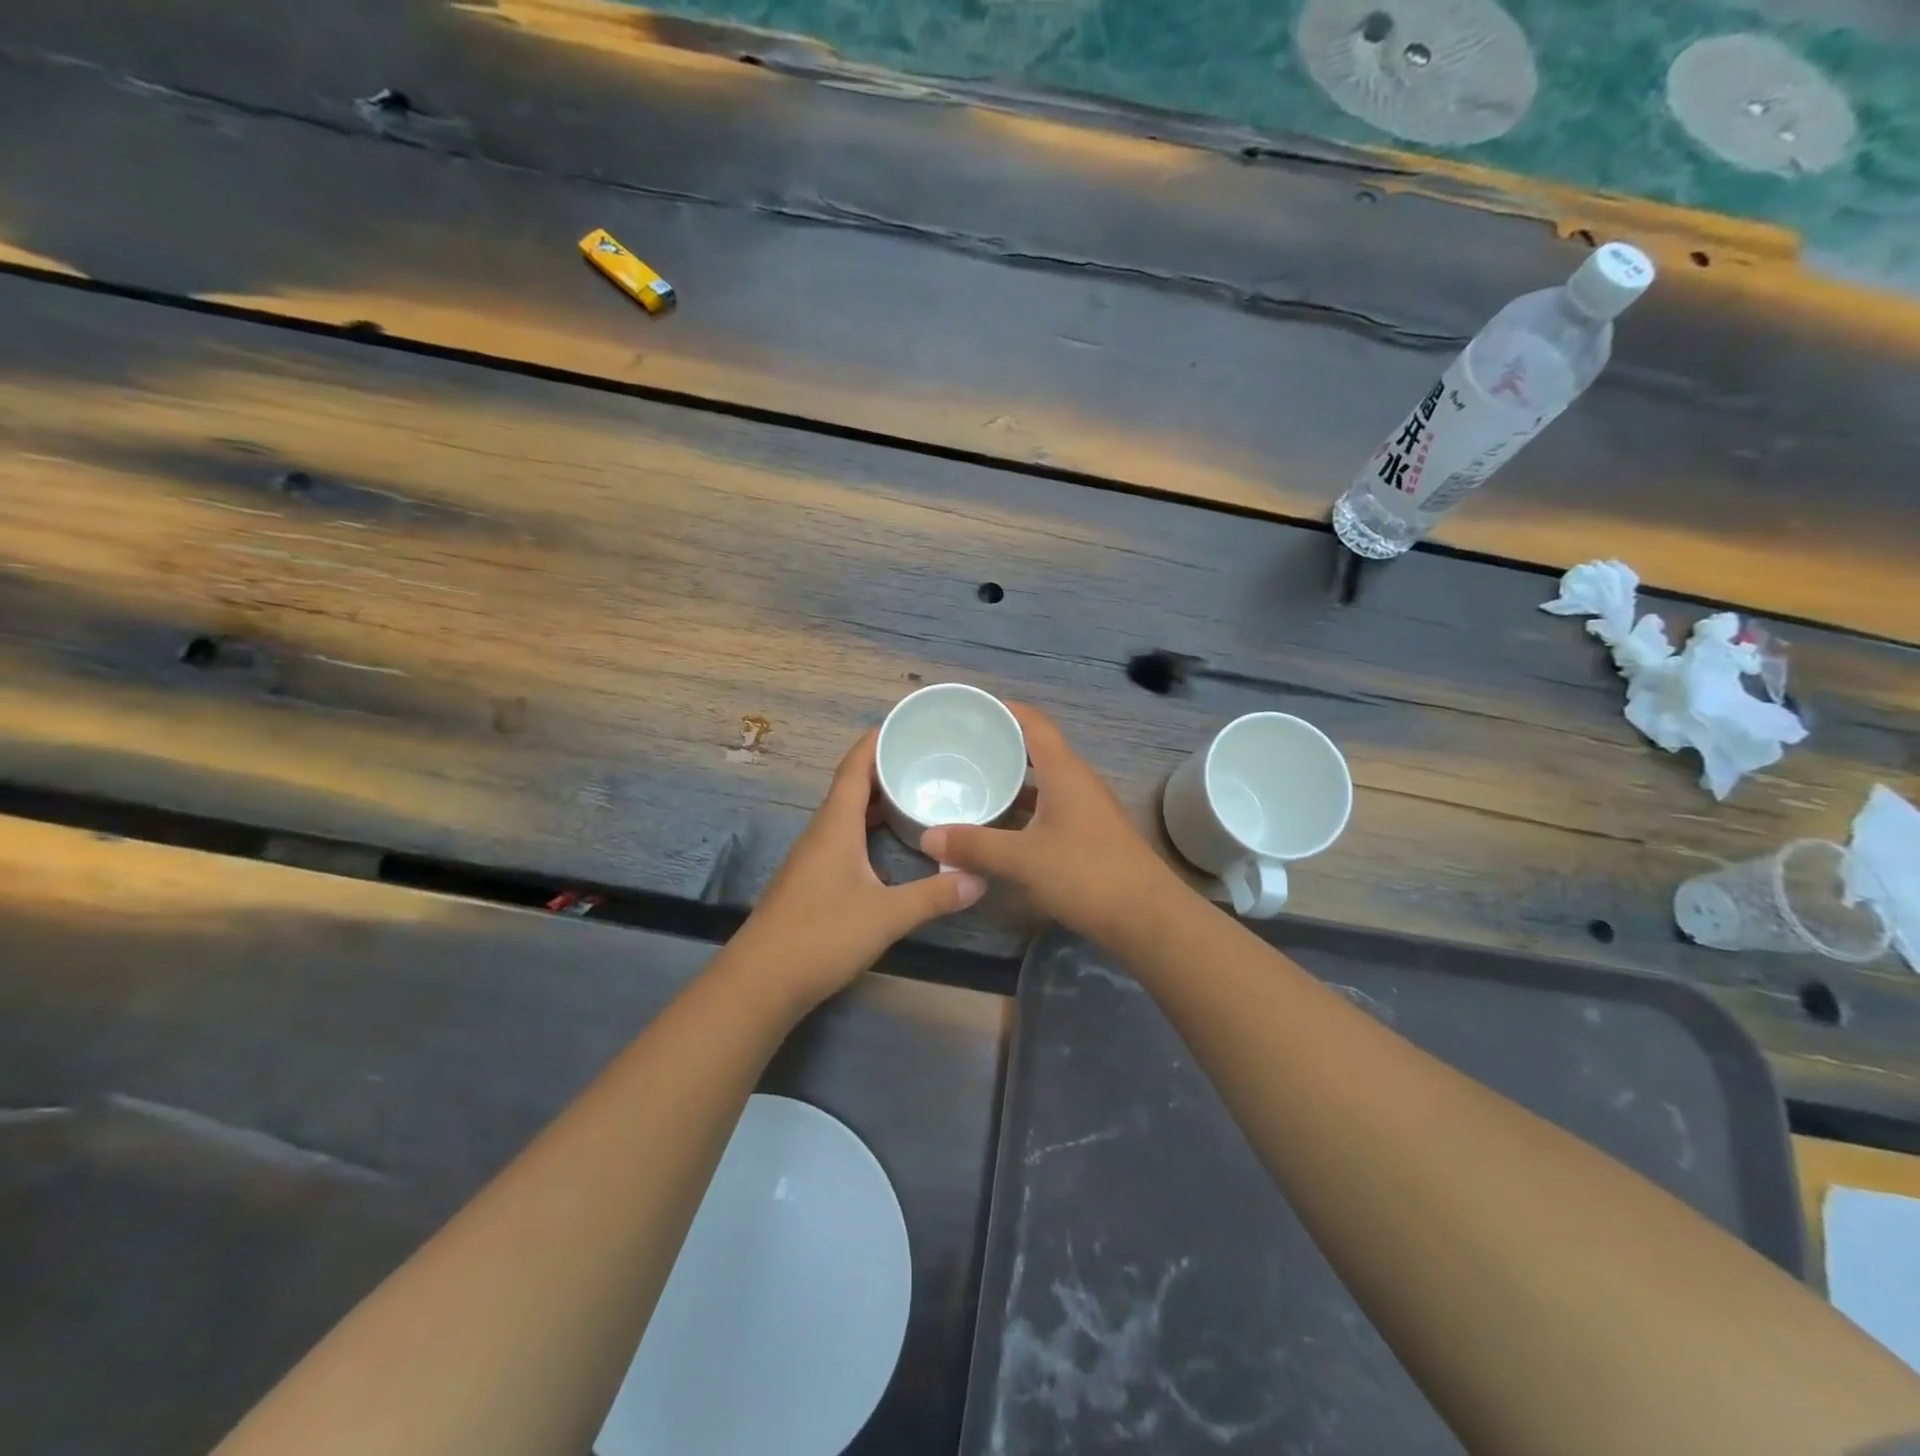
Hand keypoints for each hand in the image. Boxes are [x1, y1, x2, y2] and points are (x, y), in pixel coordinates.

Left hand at [735, 728, 985, 1009]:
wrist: (761, 981)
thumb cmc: (822, 934)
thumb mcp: (886, 915)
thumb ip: (934, 896)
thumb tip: (979, 878)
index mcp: (836, 825)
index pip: (854, 767)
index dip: (875, 741)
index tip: (905, 723)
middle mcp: (821, 832)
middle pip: (851, 786)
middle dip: (883, 768)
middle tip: (924, 759)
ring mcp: (812, 857)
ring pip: (846, 814)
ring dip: (875, 800)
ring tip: (913, 794)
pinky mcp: (811, 880)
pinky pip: (842, 837)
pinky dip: (866, 828)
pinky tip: (888, 845)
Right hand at [921, 703, 1178, 945]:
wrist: (1147, 918)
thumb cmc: (1086, 873)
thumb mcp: (1023, 859)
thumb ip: (975, 845)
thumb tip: (928, 835)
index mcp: (1065, 772)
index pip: (1035, 724)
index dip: (1006, 710)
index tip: (972, 708)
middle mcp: (1078, 783)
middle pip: (1037, 751)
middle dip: (1002, 747)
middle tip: (961, 750)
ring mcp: (1087, 810)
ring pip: (1044, 784)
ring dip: (1013, 783)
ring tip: (974, 784)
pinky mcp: (1090, 836)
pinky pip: (1050, 810)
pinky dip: (1024, 812)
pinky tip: (1001, 828)